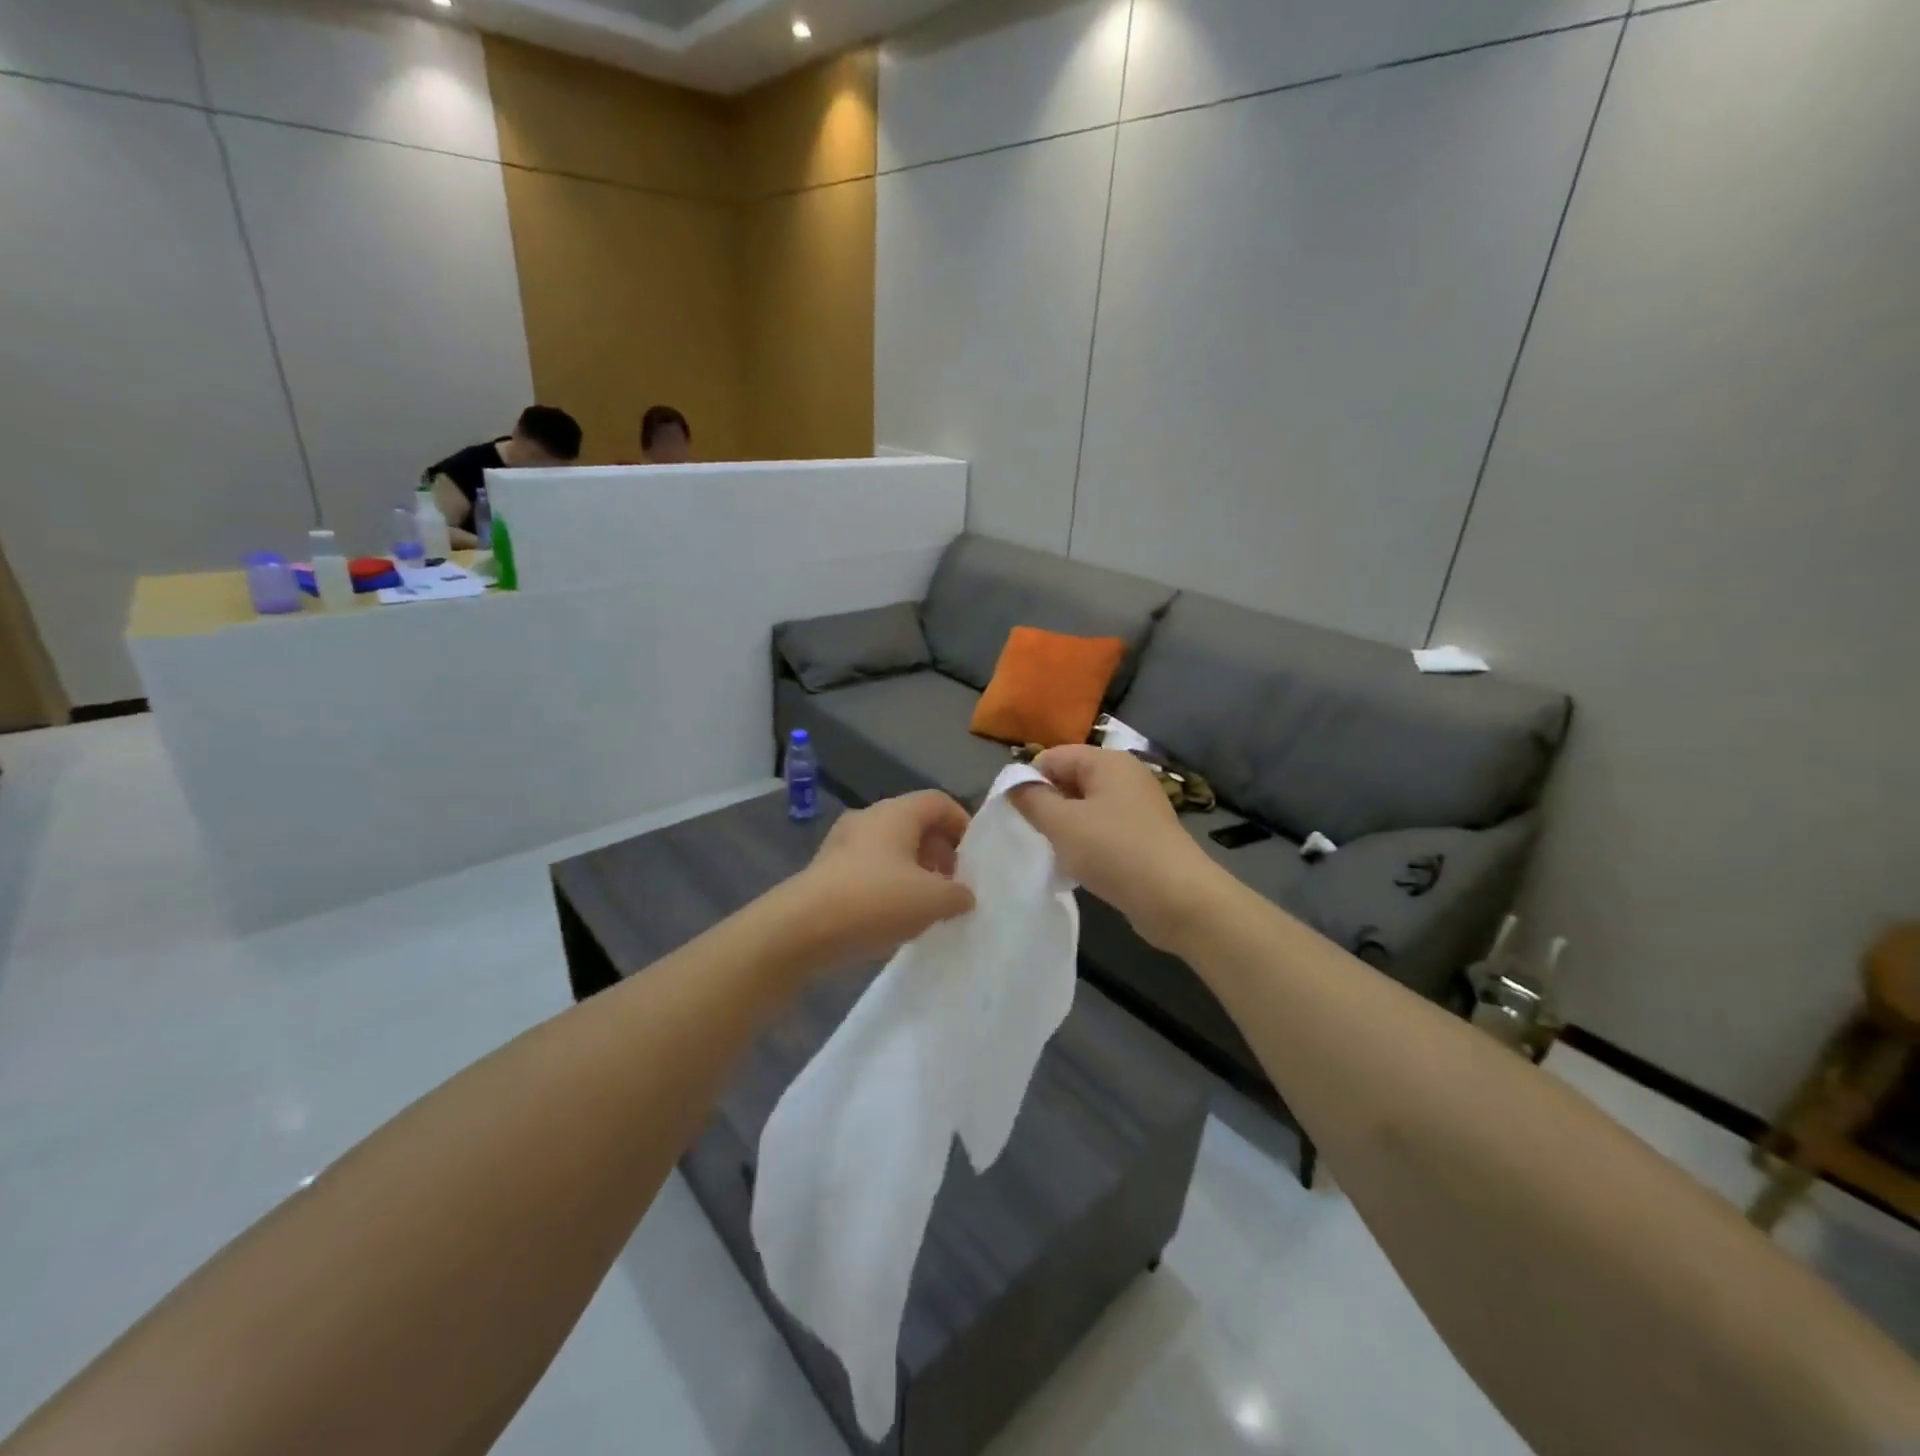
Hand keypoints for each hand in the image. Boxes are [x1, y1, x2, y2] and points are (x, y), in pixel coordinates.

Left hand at [787, 791, 975, 967]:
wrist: (801, 929)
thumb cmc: (874, 901)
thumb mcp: (932, 901)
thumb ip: (958, 895)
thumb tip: (964, 895)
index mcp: (896, 813)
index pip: (938, 801)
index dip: (962, 824)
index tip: (974, 858)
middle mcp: (868, 818)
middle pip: (914, 823)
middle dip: (940, 851)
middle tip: (954, 883)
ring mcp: (842, 843)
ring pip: (890, 847)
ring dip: (914, 869)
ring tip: (927, 904)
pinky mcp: (826, 870)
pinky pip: (868, 868)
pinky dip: (888, 883)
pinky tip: (894, 916)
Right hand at [1011, 746, 1224, 952]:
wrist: (1177, 899)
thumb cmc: (1114, 851)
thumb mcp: (1062, 823)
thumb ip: (1031, 799)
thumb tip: (1013, 784)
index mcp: (1107, 761)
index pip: (1054, 756)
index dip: (1030, 780)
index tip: (1016, 813)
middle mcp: (1125, 776)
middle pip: (1071, 779)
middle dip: (1048, 804)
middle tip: (1034, 835)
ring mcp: (1138, 806)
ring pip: (1086, 807)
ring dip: (1066, 827)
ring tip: (1056, 853)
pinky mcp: (1144, 835)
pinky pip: (1103, 828)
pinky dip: (1087, 842)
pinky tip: (1080, 866)